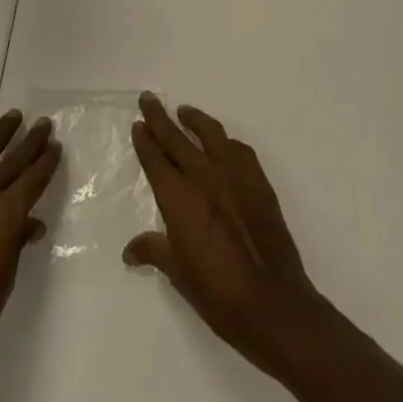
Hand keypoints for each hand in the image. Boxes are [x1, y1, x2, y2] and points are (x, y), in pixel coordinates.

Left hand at [0, 110, 60, 401]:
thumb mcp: (3, 284)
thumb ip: (15, 245)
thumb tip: (31, 224)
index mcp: (3, 218)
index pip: (31, 181)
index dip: (45, 163)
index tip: (55, 147)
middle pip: (10, 162)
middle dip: (29, 143)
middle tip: (43, 124)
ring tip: (12, 119)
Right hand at [124, 93, 324, 377]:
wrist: (272, 303)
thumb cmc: (218, 294)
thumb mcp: (179, 274)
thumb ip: (154, 251)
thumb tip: (129, 251)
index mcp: (180, 199)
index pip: (156, 160)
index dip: (145, 140)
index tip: (138, 124)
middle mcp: (205, 177)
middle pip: (177, 139)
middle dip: (160, 118)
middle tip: (149, 99)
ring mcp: (235, 176)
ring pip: (211, 135)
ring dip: (195, 120)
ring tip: (184, 111)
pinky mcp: (259, 182)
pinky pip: (240, 150)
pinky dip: (226, 142)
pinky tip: (223, 144)